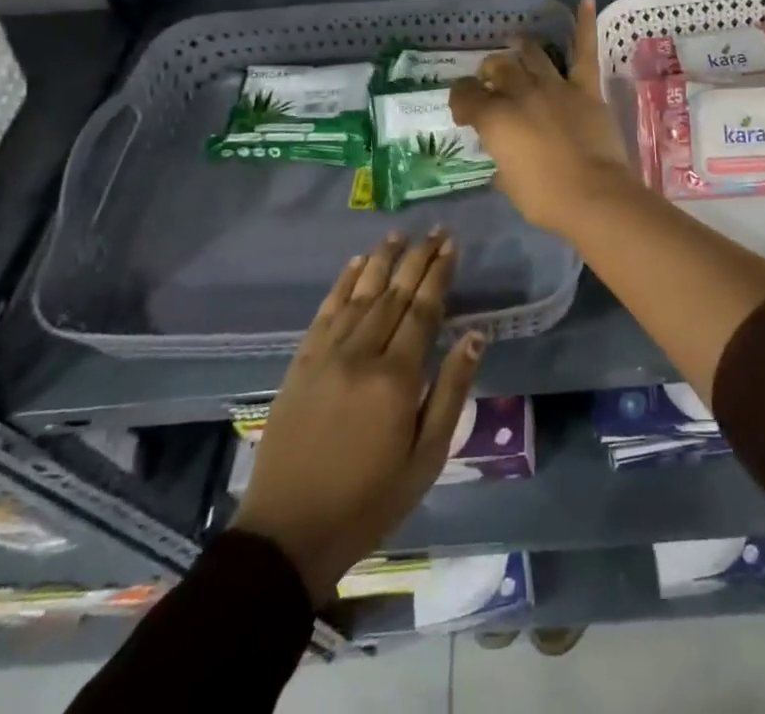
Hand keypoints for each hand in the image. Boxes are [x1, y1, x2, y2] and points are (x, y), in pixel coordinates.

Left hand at [234, 231, 480, 604]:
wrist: (288, 533)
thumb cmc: (369, 500)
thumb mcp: (426, 458)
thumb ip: (451, 391)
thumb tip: (476, 336)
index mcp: (396, 377)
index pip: (423, 309)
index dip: (439, 274)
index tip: (452, 245)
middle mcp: (361, 353)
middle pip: (394, 293)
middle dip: (417, 258)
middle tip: (436, 230)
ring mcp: (326, 355)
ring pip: (360, 294)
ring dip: (382, 260)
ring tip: (400, 234)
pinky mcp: (301, 363)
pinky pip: (326, 311)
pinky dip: (343, 283)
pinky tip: (356, 264)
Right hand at [451, 0, 640, 236]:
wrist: (593, 196)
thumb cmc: (545, 198)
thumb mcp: (509, 183)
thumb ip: (503, 161)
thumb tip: (505, 157)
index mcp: (495, 120)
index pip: (467, 96)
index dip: (462, 99)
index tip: (464, 108)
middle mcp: (520, 95)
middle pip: (499, 69)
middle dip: (490, 72)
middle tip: (491, 79)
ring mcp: (554, 87)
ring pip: (533, 56)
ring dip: (522, 48)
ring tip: (518, 42)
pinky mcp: (585, 89)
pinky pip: (584, 52)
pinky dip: (585, 24)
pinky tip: (586, 0)